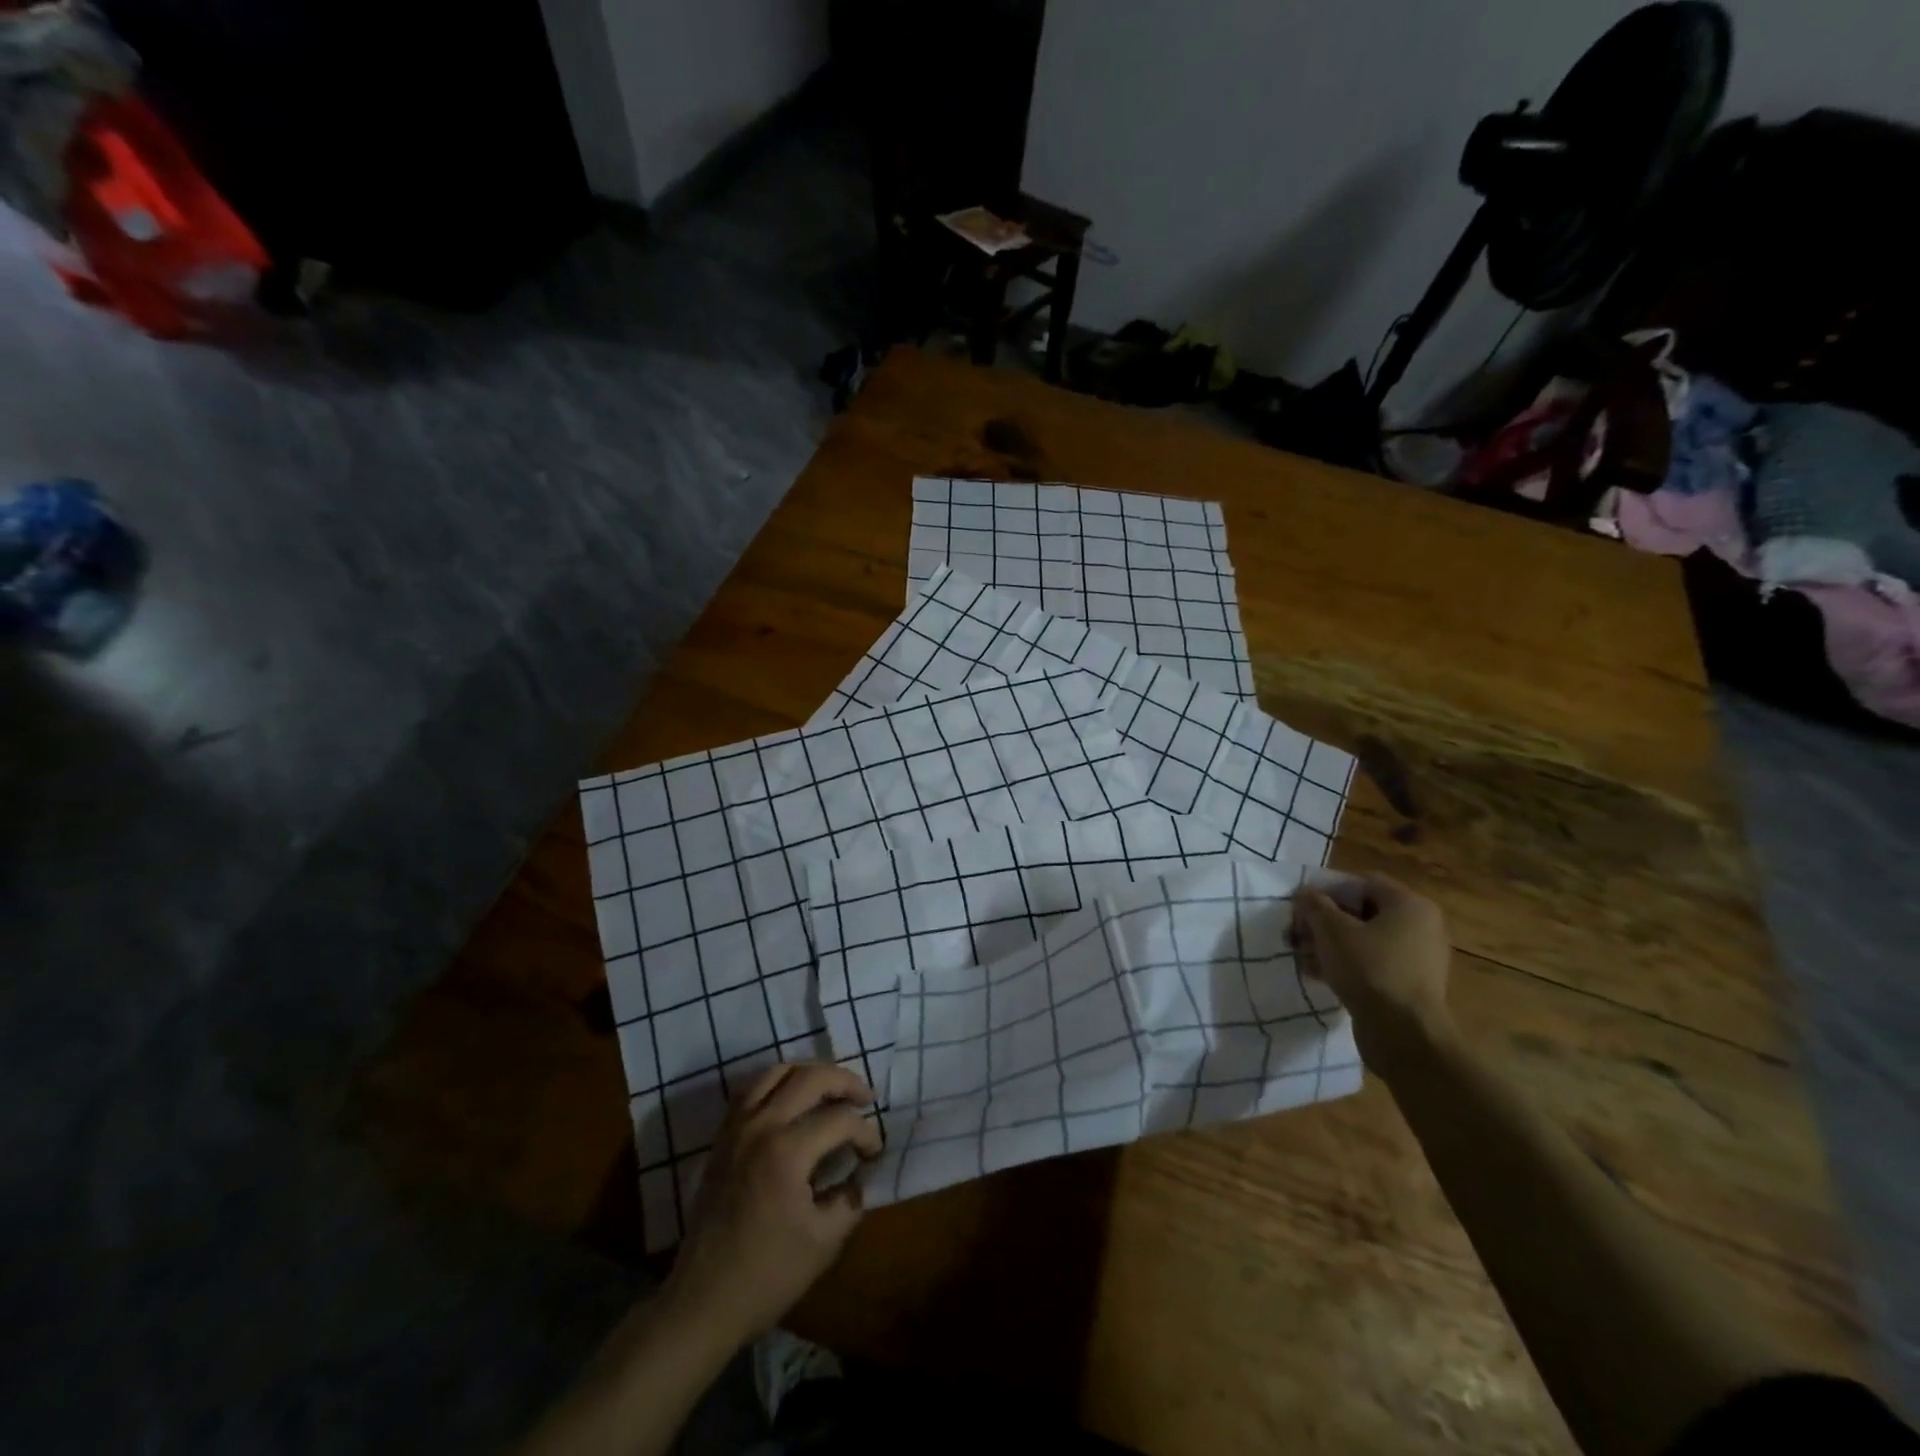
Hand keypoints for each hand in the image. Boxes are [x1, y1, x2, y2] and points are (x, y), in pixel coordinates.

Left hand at [662, 1062, 881, 1349]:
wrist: (703, 1301)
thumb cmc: (767, 1275)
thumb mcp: (824, 1243)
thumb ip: (849, 1199)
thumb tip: (856, 1175)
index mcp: (787, 1151)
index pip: (840, 1121)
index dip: (866, 1133)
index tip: (874, 1153)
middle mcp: (761, 1126)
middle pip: (810, 1078)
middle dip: (845, 1082)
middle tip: (865, 1098)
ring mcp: (737, 1127)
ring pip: (777, 1071)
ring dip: (810, 1073)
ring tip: (831, 1089)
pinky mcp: (723, 1137)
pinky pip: (752, 1089)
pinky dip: (777, 1083)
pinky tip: (792, 1099)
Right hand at [1294, 875, 1455, 1076]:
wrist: (1404, 1034)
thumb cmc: (1369, 969)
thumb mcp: (1332, 930)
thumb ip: (1314, 906)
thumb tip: (1305, 894)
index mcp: (1410, 906)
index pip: (1363, 882)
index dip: (1327, 889)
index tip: (1301, 905)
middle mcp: (1420, 927)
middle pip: (1362, 912)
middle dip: (1325, 920)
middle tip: (1297, 932)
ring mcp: (1417, 959)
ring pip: (1364, 940)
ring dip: (1330, 944)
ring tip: (1302, 955)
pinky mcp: (1408, 985)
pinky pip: (1372, 964)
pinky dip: (1345, 965)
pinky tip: (1317, 974)